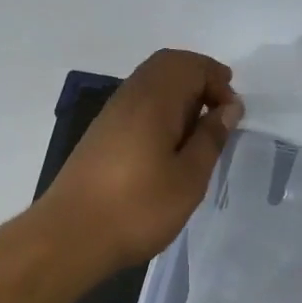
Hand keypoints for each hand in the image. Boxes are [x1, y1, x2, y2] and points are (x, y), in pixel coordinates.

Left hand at [42, 49, 242, 272]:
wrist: (69, 237)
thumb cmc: (137, 208)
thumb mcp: (189, 178)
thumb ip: (211, 138)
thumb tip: (228, 108)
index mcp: (153, 100)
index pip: (190, 65)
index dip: (217, 80)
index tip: (232, 115)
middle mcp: (130, 97)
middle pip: (167, 65)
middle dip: (199, 80)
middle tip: (219, 114)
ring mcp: (111, 115)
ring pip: (151, 84)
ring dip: (180, 96)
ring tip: (198, 134)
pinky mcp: (101, 135)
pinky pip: (138, 104)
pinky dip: (161, 112)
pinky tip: (169, 148)